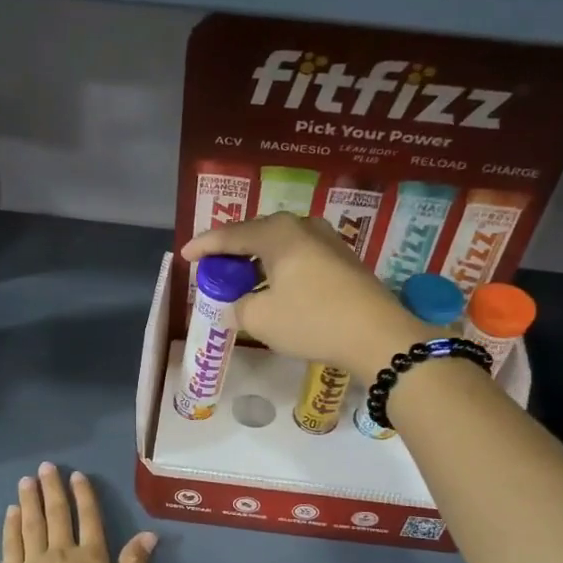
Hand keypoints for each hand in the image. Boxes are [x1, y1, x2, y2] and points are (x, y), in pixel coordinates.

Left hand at [0, 462, 156, 562]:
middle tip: (46, 467)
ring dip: (30, 500)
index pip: (89, 519)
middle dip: (52, 489)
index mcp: (92, 558)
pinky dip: (12, 526)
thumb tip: (149, 533)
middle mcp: (62, 553)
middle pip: (57, 515)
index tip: (76, 475)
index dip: (84, 496)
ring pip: (32, 524)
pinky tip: (11, 512)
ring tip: (26, 480)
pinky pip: (12, 545)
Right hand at [182, 214, 436, 374]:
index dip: (203, 246)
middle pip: (256, 234)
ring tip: (242, 279)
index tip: (185, 256)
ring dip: (258, 261)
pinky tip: (275, 287)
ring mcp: (327, 241)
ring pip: (280, 246)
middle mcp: (302, 227)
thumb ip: (239, 307)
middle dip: (232, 251)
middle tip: (213, 267)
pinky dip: (280, 269)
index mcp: (277, 232)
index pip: (229, 235)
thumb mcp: (260, 319)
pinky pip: (299, 257)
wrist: (377, 335)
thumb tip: (240, 304)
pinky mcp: (343, 260)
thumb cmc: (311, 320)